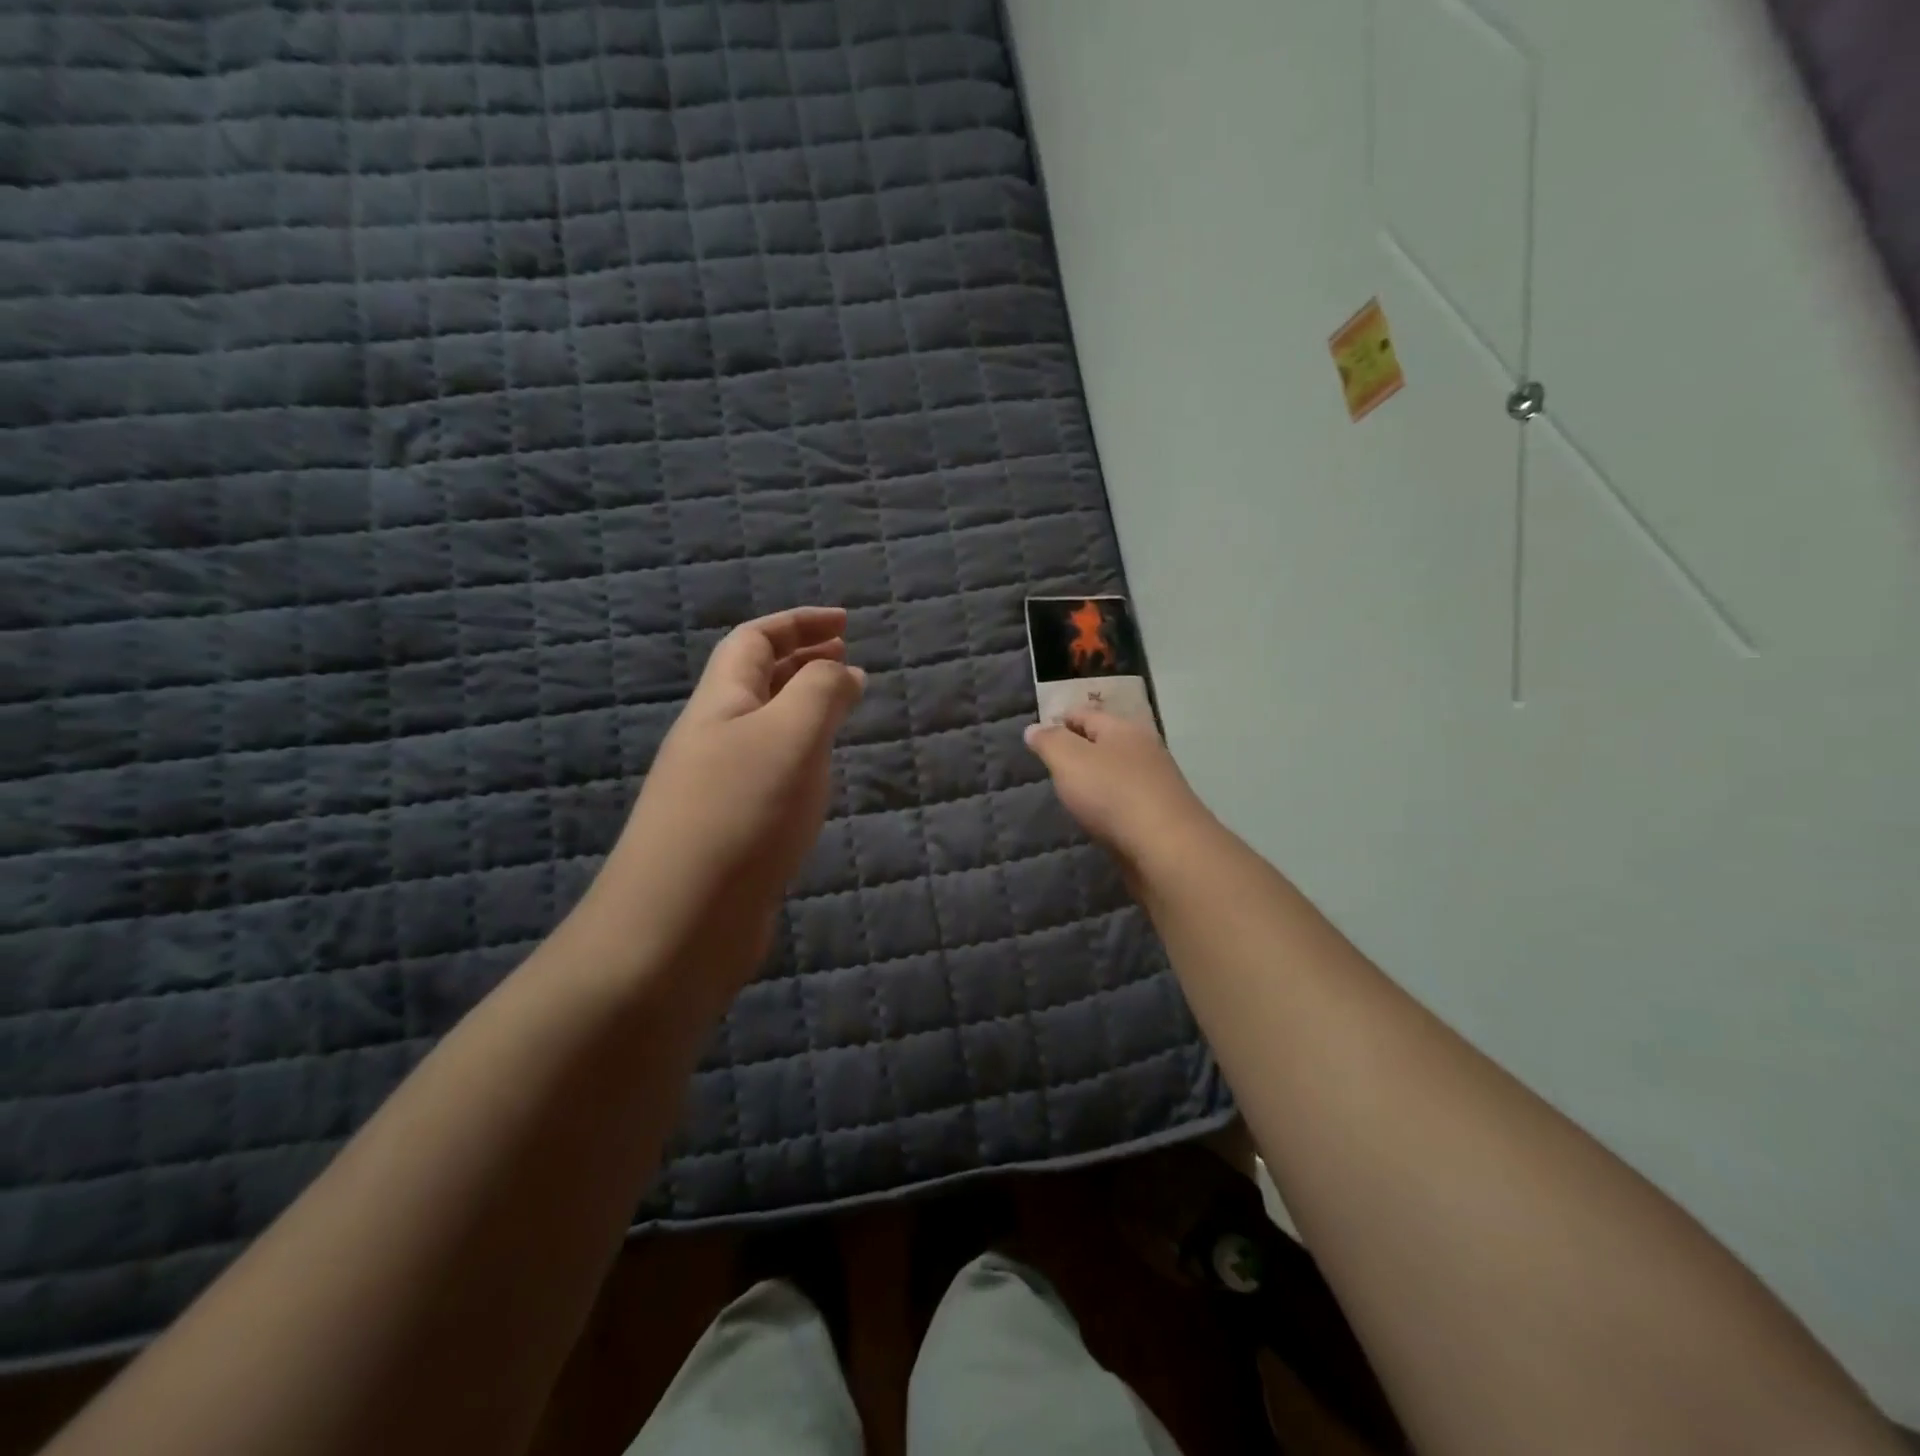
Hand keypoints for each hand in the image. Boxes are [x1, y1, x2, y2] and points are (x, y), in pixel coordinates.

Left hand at [594, 607, 865, 988]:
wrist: (678, 926)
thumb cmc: (739, 816)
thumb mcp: (790, 737)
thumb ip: (821, 693)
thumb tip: (842, 670)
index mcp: (720, 704)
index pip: (754, 640)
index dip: (799, 623)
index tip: (847, 624)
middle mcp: (712, 739)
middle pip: (755, 681)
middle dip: (802, 662)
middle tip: (849, 661)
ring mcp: (716, 789)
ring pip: (764, 730)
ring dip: (803, 711)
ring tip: (842, 714)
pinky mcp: (729, 833)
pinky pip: (769, 774)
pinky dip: (800, 760)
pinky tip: (818, 779)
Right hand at [1024, 711, 1214, 870]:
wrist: (1166, 848)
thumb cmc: (1112, 794)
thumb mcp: (1068, 760)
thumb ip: (1049, 742)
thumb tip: (1035, 728)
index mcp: (1123, 728)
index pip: (1086, 714)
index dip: (1061, 720)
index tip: (1040, 733)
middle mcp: (1144, 750)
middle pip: (1106, 741)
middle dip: (1080, 748)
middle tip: (1053, 763)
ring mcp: (1157, 783)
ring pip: (1118, 771)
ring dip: (1097, 778)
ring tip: (1072, 791)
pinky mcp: (1160, 815)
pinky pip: (1127, 800)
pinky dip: (1110, 802)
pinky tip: (1098, 816)